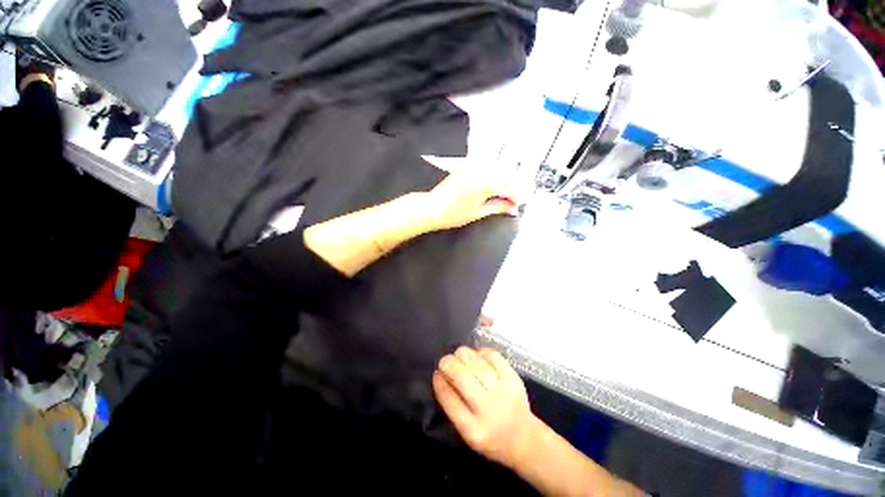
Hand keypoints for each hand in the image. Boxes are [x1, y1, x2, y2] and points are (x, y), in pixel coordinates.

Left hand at [420, 169, 517, 232]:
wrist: (432, 208)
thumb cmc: (454, 214)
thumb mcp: (479, 212)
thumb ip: (498, 207)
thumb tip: (512, 208)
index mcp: (486, 182)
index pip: (509, 186)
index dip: (516, 196)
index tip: (516, 205)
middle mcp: (481, 170)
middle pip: (506, 174)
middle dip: (512, 188)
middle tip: (512, 202)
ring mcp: (473, 165)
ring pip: (497, 169)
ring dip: (503, 181)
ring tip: (503, 196)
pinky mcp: (466, 166)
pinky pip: (486, 167)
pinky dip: (493, 175)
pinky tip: (493, 186)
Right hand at [432, 347, 538, 468]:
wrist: (523, 438)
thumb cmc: (490, 437)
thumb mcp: (467, 433)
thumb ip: (453, 406)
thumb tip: (441, 376)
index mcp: (473, 430)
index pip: (450, 400)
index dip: (440, 382)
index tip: (436, 373)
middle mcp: (488, 410)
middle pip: (463, 378)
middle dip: (449, 364)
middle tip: (444, 360)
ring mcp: (503, 392)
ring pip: (477, 364)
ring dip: (463, 355)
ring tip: (458, 355)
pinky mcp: (513, 378)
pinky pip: (494, 357)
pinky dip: (481, 352)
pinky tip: (476, 355)